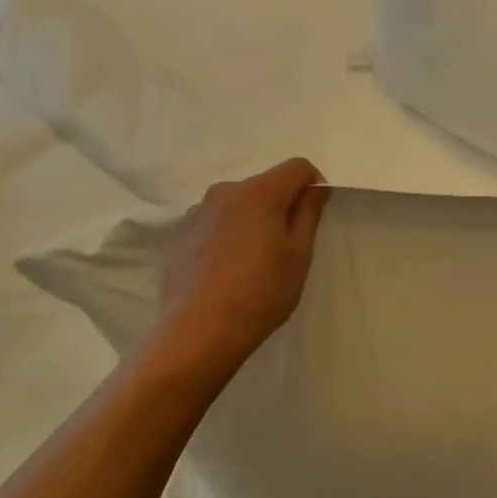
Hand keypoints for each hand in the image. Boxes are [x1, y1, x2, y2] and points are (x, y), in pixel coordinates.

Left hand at [151, 158, 329, 372]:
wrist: (199, 331)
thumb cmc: (260, 293)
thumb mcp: (298, 255)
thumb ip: (309, 213)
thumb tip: (315, 188)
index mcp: (260, 192)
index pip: (297, 167)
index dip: (313, 185)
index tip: (315, 215)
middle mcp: (226, 191)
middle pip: (266, 184)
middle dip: (282, 204)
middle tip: (287, 245)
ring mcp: (199, 211)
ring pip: (239, 203)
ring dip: (253, 218)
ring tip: (255, 259)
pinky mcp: (181, 233)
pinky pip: (216, 221)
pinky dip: (229, 233)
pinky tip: (228, 268)